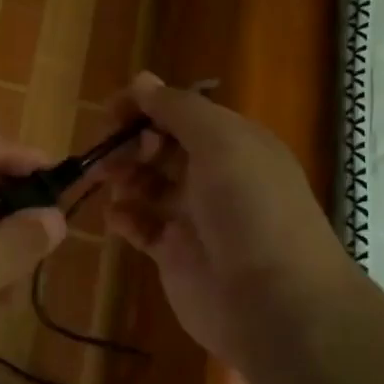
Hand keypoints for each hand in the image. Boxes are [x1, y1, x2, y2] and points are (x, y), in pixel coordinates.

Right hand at [102, 72, 351, 368]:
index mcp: (233, 143)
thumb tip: (142, 80)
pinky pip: (141, 226)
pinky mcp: (176, 254)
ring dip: (123, 176)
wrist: (275, 303)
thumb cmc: (249, 210)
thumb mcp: (221, 143)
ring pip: (147, 184)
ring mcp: (194, 216)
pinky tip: (117, 218)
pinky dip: (125, 218)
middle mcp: (215, 175)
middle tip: (107, 154)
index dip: (145, 107)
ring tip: (107, 181)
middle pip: (160, 146)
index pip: (181, 112)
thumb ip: (178, 109)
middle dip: (130, 143)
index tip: (110, 114)